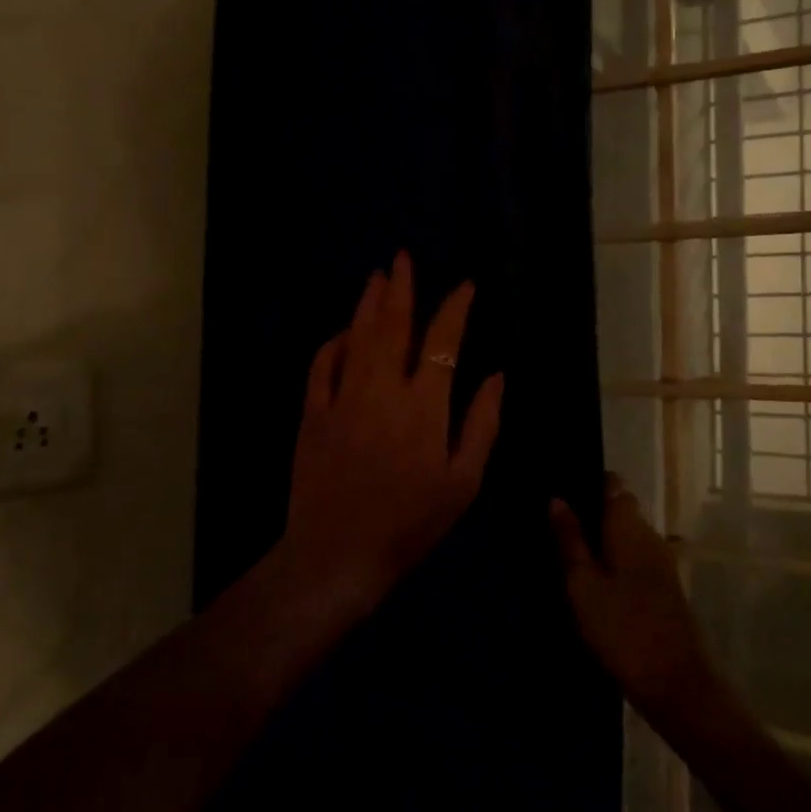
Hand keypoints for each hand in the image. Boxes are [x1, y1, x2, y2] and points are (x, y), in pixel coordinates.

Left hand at [278, 251, 503, 611]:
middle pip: (394, 326)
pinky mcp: (314, 414)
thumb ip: (481, 424)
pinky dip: (333, 343)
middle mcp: (383, 390)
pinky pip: (322, 366)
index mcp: (425, 405)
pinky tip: (342, 330)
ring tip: (376, 276)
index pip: (444, 342)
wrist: (338, 554)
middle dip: (401, 288)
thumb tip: (497, 377)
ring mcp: (343, 398)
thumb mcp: (463, 482)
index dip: (456, 308)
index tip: (465, 286)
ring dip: (368, 304)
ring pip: (357, 337)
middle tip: (403, 258)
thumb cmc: (410, 523)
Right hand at [551, 475, 723, 730]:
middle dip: (591, 512)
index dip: (589, 481)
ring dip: (601, 539)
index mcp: (629, 527)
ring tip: (566, 552)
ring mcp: (661, 561)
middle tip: (553, 525)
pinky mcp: (664, 587)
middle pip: (620, 509)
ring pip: (626, 535)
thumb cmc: (623, 629)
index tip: (562, 488)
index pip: (613, 485)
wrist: (677, 683)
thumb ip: (570, 540)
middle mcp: (650, 535)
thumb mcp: (583, 585)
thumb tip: (556, 499)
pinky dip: (614, 561)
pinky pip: (634, 558)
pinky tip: (592, 580)